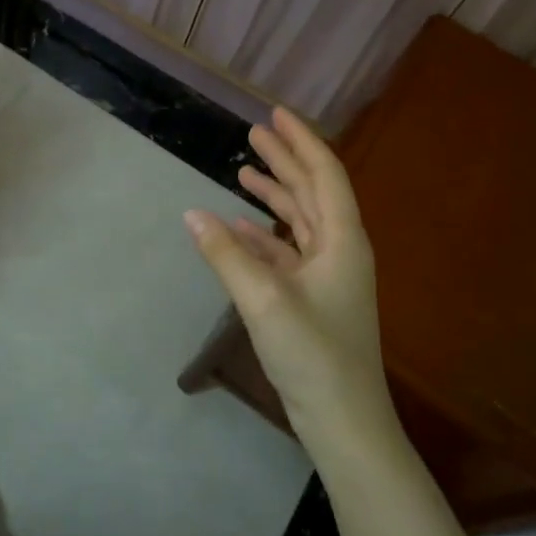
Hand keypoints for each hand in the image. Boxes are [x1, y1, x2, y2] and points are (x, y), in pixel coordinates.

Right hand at [184, 108, 397, 454]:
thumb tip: (191, 213)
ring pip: (300, 221)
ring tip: (245, 170)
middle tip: (255, 132)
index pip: (324, 174)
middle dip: (285, 160)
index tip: (275, 114)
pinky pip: (287, 252)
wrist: (344, 421)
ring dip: (275, 195)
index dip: (301, 140)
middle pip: (312, 192)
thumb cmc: (313, 354)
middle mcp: (340, 250)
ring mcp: (328, 276)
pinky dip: (264, 235)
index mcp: (342, 241)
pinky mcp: (312, 298)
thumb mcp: (263, 299)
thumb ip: (226, 254)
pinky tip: (238, 227)